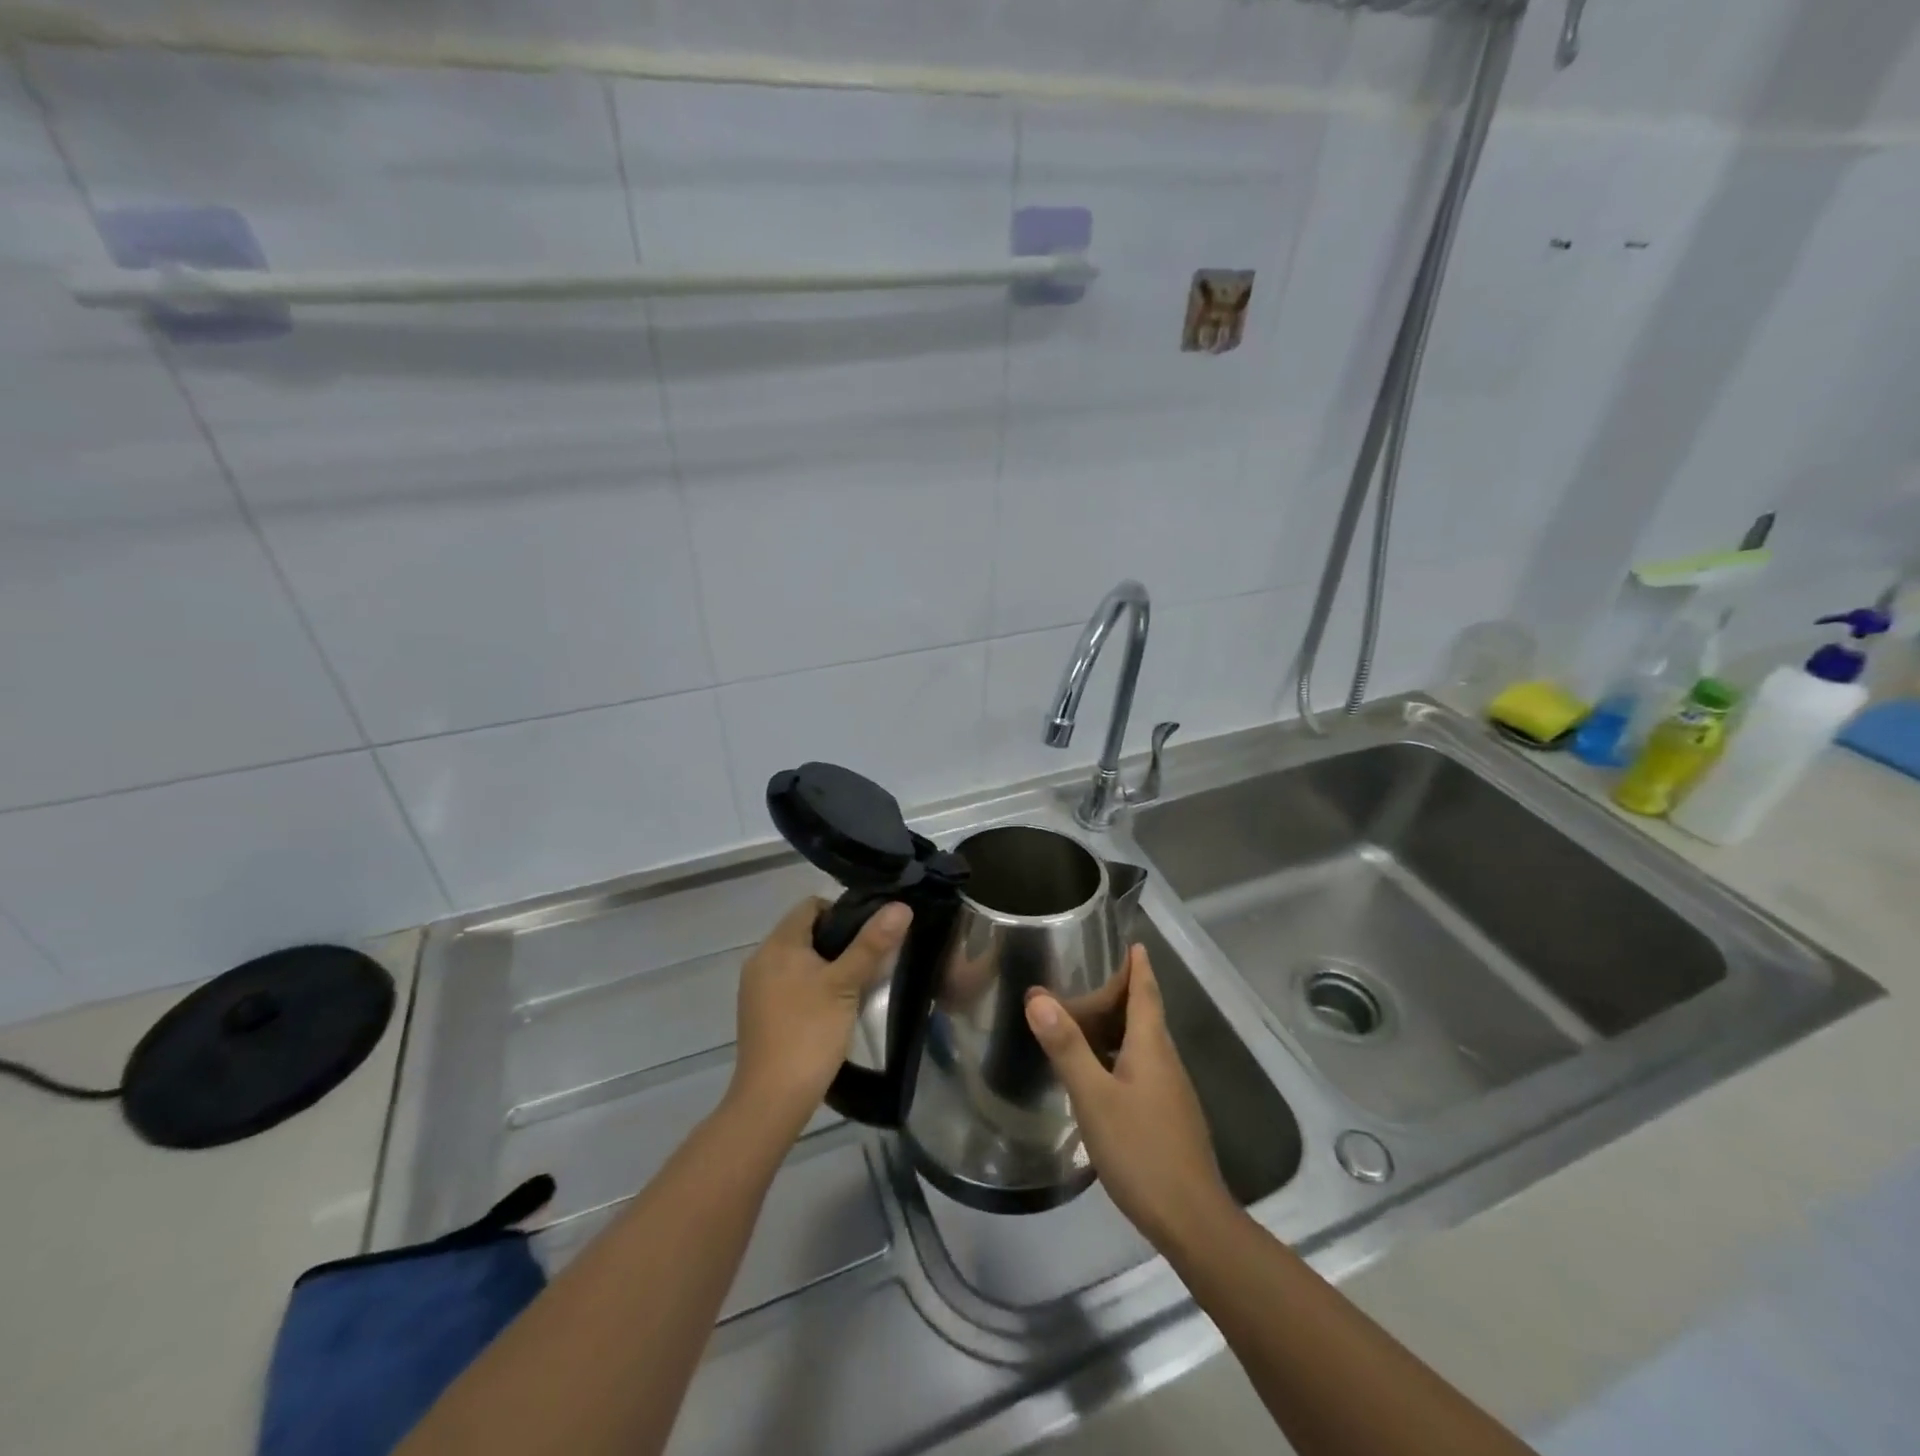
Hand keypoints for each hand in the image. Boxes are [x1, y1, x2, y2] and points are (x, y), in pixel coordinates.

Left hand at [728, 897, 910, 1137]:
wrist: (772, 1100)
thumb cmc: (809, 1033)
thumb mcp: (846, 984)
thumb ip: (872, 944)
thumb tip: (900, 906)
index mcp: (778, 945)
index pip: (811, 906)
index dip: (843, 911)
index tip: (870, 934)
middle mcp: (761, 959)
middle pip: (806, 932)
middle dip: (839, 941)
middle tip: (871, 960)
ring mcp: (757, 989)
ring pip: (799, 960)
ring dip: (828, 965)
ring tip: (858, 984)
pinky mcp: (760, 1014)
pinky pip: (790, 983)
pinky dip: (812, 986)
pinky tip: (834, 1008)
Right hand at [1025, 944, 1233, 1248]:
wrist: (1192, 1219)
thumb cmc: (1142, 1150)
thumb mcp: (1094, 1097)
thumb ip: (1067, 1048)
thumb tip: (1038, 997)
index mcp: (1152, 1046)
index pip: (1147, 992)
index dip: (1139, 966)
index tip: (1131, 941)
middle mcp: (1166, 1061)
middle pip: (1146, 1014)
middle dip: (1123, 991)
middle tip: (1088, 975)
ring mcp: (1170, 1092)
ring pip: (1143, 1044)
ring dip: (1119, 1024)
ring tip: (1086, 1017)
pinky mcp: (1168, 1117)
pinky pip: (1142, 1069)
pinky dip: (1119, 1055)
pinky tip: (1098, 1072)